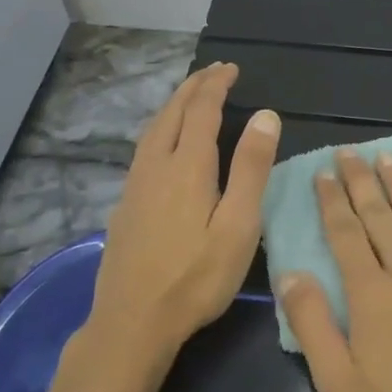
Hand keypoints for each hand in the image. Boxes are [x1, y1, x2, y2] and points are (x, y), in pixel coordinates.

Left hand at [87, 62, 280, 369]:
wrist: (131, 323)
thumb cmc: (196, 277)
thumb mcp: (238, 225)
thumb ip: (252, 168)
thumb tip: (266, 114)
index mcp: (187, 166)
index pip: (202, 109)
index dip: (216, 85)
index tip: (231, 68)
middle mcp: (156, 165)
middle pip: (173, 112)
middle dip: (193, 87)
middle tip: (213, 71)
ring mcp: (135, 184)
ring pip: (153, 128)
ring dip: (174, 104)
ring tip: (190, 96)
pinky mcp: (125, 204)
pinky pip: (144, 147)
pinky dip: (160, 127)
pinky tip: (164, 142)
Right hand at [278, 150, 391, 391]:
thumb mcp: (341, 382)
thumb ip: (312, 325)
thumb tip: (289, 274)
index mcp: (371, 292)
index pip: (345, 234)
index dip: (332, 201)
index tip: (323, 173)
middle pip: (379, 215)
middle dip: (360, 180)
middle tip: (349, 151)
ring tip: (387, 156)